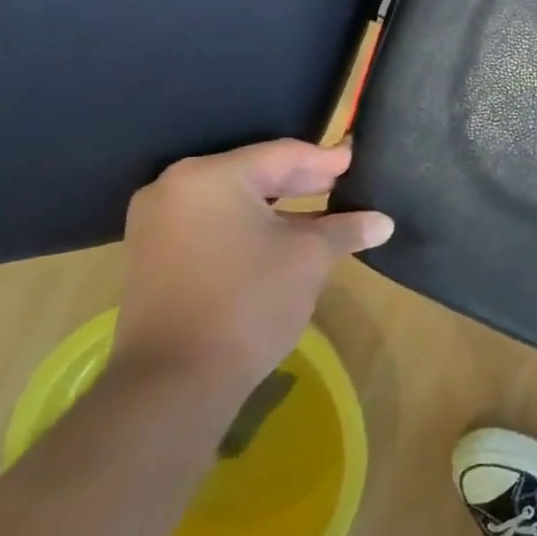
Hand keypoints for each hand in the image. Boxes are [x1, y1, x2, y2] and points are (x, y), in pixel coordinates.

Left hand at [112, 140, 393, 403]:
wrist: (176, 380)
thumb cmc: (250, 300)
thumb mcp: (310, 257)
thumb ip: (345, 229)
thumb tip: (383, 222)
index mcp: (210, 177)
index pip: (281, 154)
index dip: (324, 160)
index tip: (355, 161)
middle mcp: (175, 189)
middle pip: (254, 173)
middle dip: (301, 181)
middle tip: (342, 183)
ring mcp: (157, 224)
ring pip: (233, 201)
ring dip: (278, 206)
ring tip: (321, 213)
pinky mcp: (153, 256)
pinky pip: (212, 224)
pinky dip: (249, 226)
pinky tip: (283, 237)